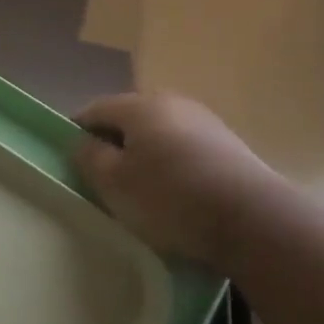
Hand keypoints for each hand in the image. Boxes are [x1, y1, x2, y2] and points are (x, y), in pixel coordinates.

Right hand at [73, 92, 280, 266]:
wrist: (252, 220)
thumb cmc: (168, 198)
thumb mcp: (112, 181)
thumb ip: (88, 156)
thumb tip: (83, 142)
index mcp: (140, 105)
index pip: (93, 110)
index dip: (75, 133)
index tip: (70, 164)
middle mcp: (174, 103)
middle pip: (128, 120)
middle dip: (110, 145)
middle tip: (101, 182)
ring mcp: (206, 123)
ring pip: (157, 135)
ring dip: (141, 158)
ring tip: (137, 193)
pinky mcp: (228, 147)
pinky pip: (182, 150)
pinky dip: (168, 167)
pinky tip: (171, 195)